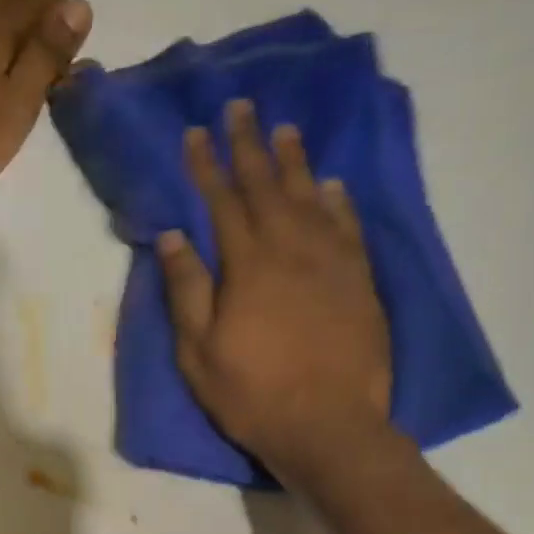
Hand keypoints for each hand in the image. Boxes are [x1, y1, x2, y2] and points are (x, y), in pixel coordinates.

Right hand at [159, 100, 398, 485]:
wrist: (329, 426)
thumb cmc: (252, 394)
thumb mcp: (198, 352)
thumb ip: (186, 290)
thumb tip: (173, 235)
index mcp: (247, 265)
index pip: (221, 202)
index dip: (206, 165)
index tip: (195, 132)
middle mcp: (291, 250)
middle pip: (267, 187)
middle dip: (249, 146)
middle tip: (241, 108)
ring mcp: (332, 263)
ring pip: (311, 197)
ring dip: (295, 162)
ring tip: (284, 130)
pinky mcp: (360, 281)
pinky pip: (348, 227)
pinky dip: (338, 201)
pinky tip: (332, 185)